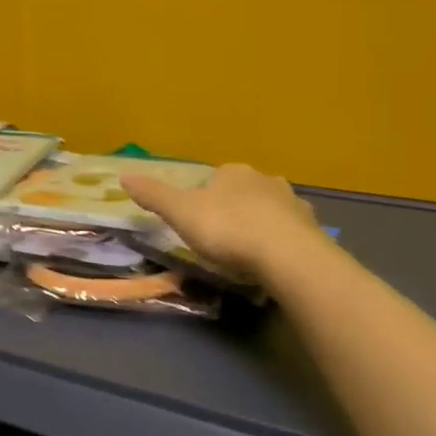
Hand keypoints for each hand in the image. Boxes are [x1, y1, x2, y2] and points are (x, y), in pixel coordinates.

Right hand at [123, 163, 326, 280]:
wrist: (286, 255)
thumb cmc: (227, 230)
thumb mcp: (181, 214)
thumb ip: (154, 196)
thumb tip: (123, 175)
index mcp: (233, 172)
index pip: (214, 178)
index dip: (204, 199)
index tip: (198, 223)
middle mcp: (265, 180)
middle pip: (243, 192)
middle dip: (233, 210)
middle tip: (221, 240)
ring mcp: (292, 203)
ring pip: (269, 211)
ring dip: (259, 225)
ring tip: (247, 253)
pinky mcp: (311, 228)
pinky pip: (289, 233)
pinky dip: (279, 243)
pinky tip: (272, 262)